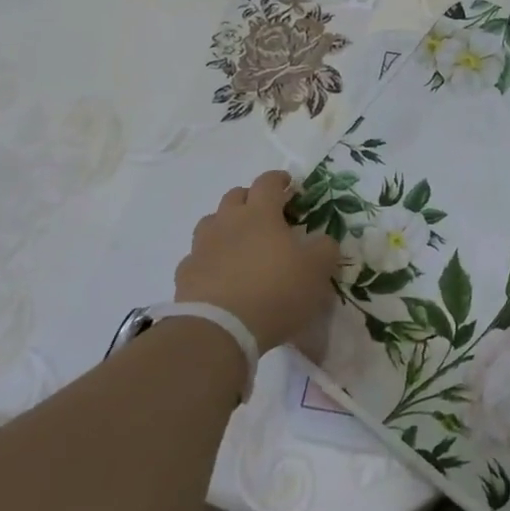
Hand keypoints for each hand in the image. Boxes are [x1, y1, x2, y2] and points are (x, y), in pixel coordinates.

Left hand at [173, 171, 340, 350]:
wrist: (220, 330)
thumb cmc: (276, 291)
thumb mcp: (317, 270)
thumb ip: (325, 249)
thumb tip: (322, 241)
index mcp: (260, 214)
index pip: (267, 182)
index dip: (279, 180)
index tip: (289, 185)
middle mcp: (228, 222)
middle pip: (235, 196)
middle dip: (251, 198)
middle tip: (266, 213)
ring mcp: (202, 247)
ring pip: (211, 223)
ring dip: (226, 226)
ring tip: (240, 243)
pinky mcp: (185, 274)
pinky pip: (198, 257)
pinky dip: (210, 259)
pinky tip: (220, 275)